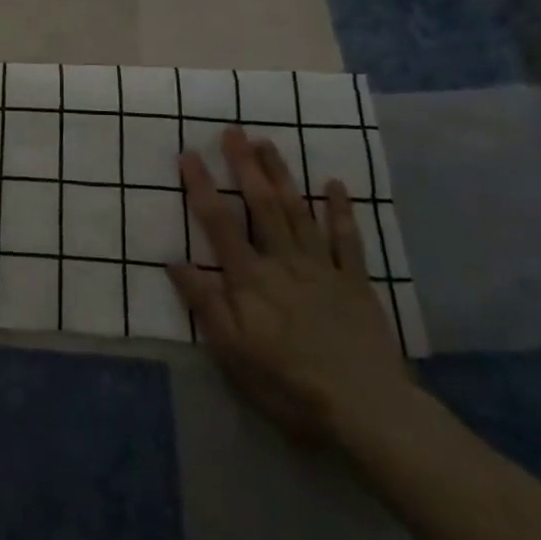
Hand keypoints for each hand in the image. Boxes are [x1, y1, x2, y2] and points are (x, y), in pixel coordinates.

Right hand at [168, 129, 415, 446]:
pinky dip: (341, 210)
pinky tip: (335, 184)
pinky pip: (348, 239)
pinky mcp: (355, 281)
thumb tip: (173, 261)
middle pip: (261, 205)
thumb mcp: (232, 352)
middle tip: (233, 131)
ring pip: (298, 211)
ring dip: (282, 175)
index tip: (188, 154)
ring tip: (268, 143)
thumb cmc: (288, 383)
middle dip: (245, 166)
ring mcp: (322, 268)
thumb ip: (205, 303)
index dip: (202, 186)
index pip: (219, 223)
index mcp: (251, 279)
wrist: (366, 408)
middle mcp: (284, 261)